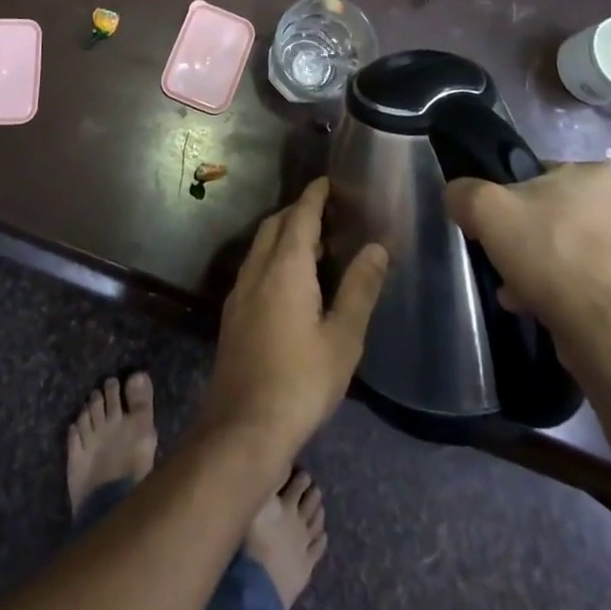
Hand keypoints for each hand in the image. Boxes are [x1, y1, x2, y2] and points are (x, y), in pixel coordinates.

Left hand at [199, 178, 388, 458]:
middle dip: (298, 212)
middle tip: (327, 214)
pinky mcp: (233, 314)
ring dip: (284, 235)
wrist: (242, 427)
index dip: (314, 196)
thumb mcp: (343, 338)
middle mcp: (258, 269)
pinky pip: (255, 267)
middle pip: (276, 225)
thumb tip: (376, 247)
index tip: (328, 182)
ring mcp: (241, 291)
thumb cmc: (300, 381)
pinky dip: (274, 257)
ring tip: (315, 246)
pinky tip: (290, 283)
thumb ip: (360, 289)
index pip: (300, 215)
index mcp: (286, 266)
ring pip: (262, 246)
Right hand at [444, 163, 610, 377]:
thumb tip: (459, 198)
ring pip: (567, 249)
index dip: (507, 198)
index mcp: (596, 175)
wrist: (605, 333)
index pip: (536, 175)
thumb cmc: (549, 255)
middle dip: (524, 238)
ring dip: (540, 267)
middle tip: (504, 259)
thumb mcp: (485, 209)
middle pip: (550, 214)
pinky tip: (539, 307)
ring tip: (517, 291)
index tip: (494, 225)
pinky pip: (585, 280)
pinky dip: (562, 290)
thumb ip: (463, 192)